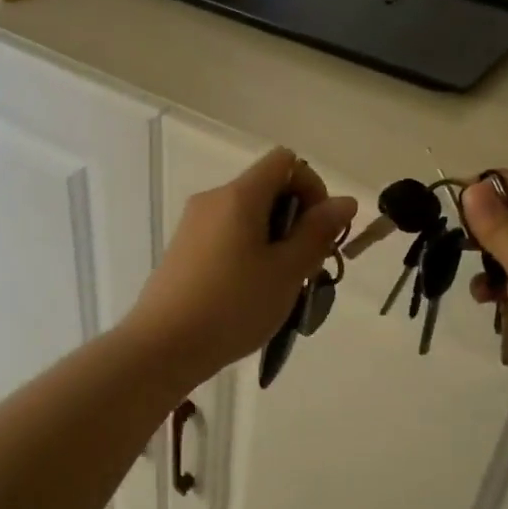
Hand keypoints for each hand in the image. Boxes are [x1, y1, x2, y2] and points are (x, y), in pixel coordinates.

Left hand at [124, 146, 356, 385]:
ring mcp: (194, 225)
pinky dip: (250, 253)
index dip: (312, 187)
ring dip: (275, 242)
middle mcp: (213, 199)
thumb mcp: (287, 271)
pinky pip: (228, 237)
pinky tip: (251, 295)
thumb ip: (318, 232)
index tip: (319, 231)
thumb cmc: (233, 305)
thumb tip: (344, 201)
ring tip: (281, 287)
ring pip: (249, 217)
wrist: (163, 347)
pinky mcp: (184, 250)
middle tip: (306, 267)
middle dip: (297, 220)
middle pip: (268, 189)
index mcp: (239, 195)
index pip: (286, 161)